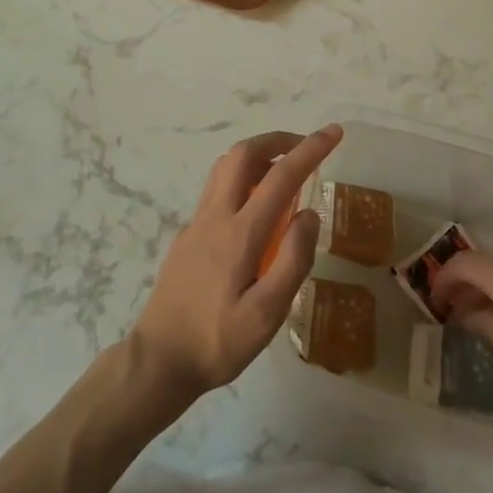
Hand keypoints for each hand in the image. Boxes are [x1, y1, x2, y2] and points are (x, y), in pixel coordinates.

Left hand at [129, 126, 340, 398]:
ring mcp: (196, 222)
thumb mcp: (266, 315)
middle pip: (243, 154)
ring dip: (257, 154)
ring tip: (285, 170)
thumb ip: (293, 262)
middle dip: (277, 139)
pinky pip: (217, 188)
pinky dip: (242, 178)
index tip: (333, 133)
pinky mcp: (187, 234)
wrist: (158, 359)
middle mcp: (215, 216)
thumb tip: (309, 213)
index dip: (309, 150)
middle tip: (306, 147)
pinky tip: (256, 207)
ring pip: (225, 167)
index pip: (280, 176)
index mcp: (239, 234)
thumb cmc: (217, 342)